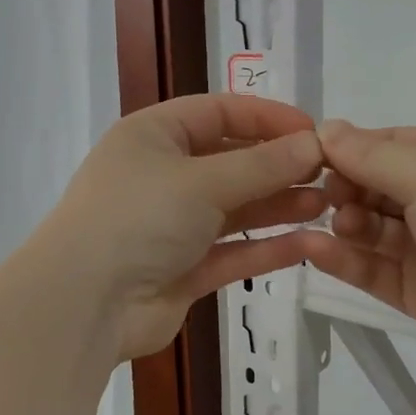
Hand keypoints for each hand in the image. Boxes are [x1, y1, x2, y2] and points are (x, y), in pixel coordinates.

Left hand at [43, 95, 325, 359]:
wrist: (85, 303)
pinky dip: (266, 247)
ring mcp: (171, 226)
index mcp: (153, 136)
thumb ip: (261, 164)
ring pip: (234, 209)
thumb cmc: (138, 218)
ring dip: (278, 205)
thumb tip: (313, 144)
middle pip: (230, 162)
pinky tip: (308, 244)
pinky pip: (231, 252)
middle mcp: (161, 176)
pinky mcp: (182, 271)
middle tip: (330, 174)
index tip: (314, 132)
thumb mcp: (202, 180)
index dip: (267, 118)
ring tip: (328, 205)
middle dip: (279, 166)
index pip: (218, 112)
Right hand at [305, 121, 415, 386]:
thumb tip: (323, 128)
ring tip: (340, 225)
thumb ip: (372, 156)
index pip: (390, 145)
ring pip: (372, 231)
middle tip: (326, 196)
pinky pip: (374, 271)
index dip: (350, 149)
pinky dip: (344, 260)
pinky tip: (315, 251)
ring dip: (345, 223)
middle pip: (376, 188)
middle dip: (346, 188)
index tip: (310, 157)